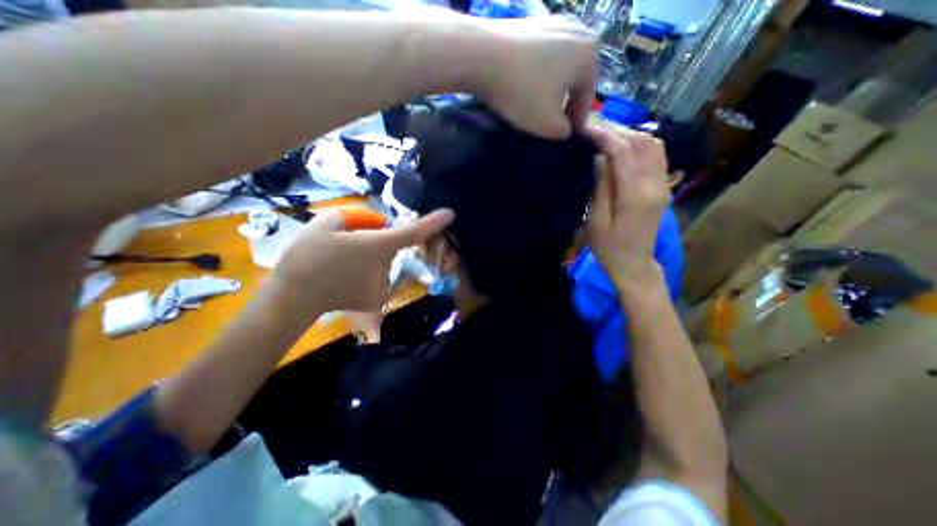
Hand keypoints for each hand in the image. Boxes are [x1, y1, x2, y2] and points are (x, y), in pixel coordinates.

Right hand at [272, 208, 452, 315]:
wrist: (293, 297)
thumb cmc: (307, 256)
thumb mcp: (325, 223)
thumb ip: (355, 217)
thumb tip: (375, 224)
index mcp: (378, 245)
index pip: (413, 232)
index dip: (433, 223)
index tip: (450, 214)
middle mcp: (387, 267)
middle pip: (390, 247)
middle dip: (376, 242)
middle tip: (348, 245)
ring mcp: (384, 286)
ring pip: (383, 264)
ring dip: (370, 260)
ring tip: (341, 265)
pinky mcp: (377, 300)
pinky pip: (377, 280)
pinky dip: (366, 276)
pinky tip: (345, 280)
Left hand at [476, 14, 599, 136]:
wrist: (482, 57)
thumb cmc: (523, 92)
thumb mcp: (549, 125)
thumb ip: (564, 131)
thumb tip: (565, 128)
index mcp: (589, 54)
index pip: (588, 98)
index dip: (577, 122)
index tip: (565, 137)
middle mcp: (578, 30)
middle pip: (573, 81)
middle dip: (564, 105)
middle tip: (550, 124)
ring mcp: (553, 22)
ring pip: (557, 69)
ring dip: (550, 91)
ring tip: (535, 108)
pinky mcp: (531, 23)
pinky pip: (541, 58)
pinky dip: (536, 76)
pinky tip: (523, 88)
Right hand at [588, 123, 670, 287]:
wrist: (634, 263)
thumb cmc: (608, 248)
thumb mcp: (596, 221)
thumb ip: (600, 187)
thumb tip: (600, 156)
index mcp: (636, 195)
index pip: (623, 152)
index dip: (604, 136)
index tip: (584, 129)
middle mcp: (655, 184)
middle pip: (642, 142)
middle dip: (616, 130)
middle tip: (592, 128)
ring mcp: (663, 184)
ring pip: (653, 144)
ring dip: (629, 134)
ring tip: (605, 135)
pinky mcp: (663, 186)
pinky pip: (656, 155)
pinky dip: (639, 144)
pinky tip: (622, 147)